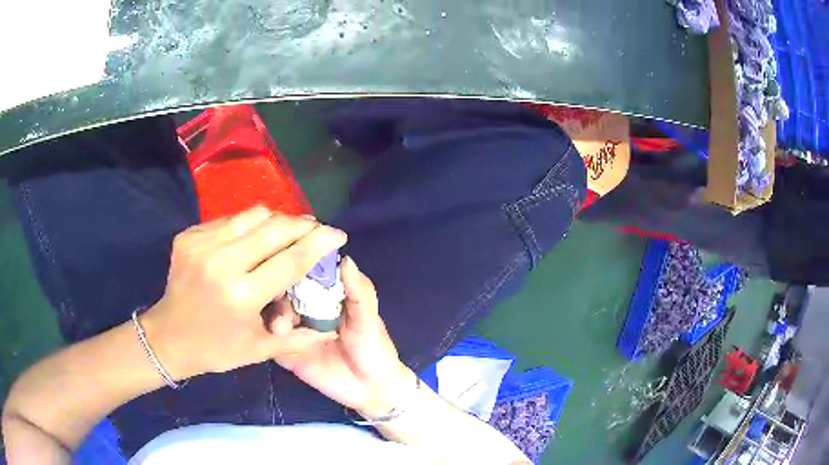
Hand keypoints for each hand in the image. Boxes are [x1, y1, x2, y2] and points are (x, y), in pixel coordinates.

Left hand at [142, 207, 345, 379]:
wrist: (168, 336)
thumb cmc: (217, 349)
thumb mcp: (260, 351)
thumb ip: (299, 338)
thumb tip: (330, 328)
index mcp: (241, 296)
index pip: (291, 260)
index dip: (319, 243)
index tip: (338, 234)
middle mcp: (222, 263)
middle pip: (274, 228)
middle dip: (302, 224)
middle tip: (316, 229)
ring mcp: (202, 244)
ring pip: (253, 215)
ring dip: (277, 220)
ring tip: (288, 231)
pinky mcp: (189, 235)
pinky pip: (230, 219)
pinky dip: (249, 226)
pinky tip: (253, 239)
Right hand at [274, 256, 413, 418]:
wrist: (370, 389)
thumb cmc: (373, 347)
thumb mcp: (368, 318)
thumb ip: (358, 291)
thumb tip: (345, 258)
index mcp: (323, 294)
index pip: (303, 269)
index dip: (296, 260)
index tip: (290, 255)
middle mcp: (303, 307)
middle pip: (281, 288)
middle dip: (278, 286)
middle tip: (282, 292)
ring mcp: (292, 329)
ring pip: (271, 312)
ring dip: (275, 312)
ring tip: (286, 321)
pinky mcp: (285, 352)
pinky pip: (270, 340)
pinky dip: (272, 335)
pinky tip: (283, 336)